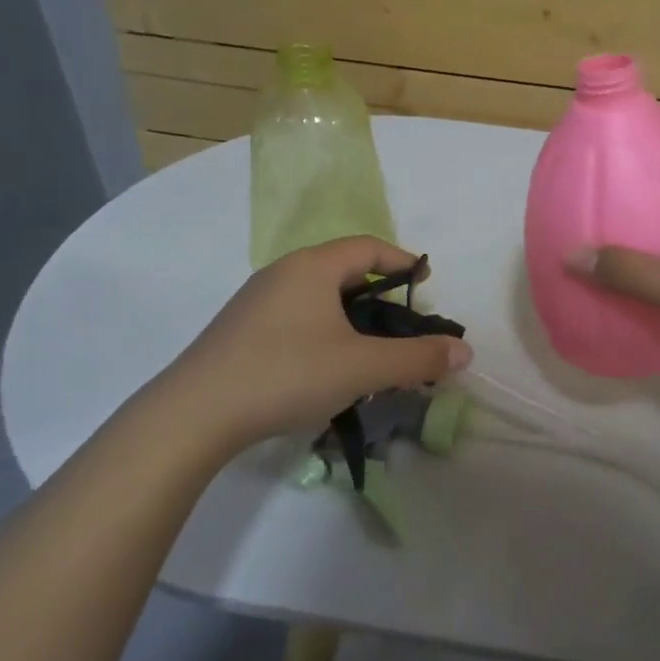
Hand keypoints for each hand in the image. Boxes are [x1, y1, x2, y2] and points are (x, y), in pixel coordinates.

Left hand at [170, 236, 472, 451]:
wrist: (195, 413)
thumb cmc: (288, 373)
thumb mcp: (363, 367)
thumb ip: (418, 358)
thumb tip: (464, 352)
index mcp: (313, 267)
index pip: (368, 247)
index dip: (403, 261)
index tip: (426, 283)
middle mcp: (283, 273)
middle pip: (343, 271)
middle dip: (379, 294)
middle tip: (402, 325)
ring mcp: (255, 301)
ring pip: (317, 298)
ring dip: (349, 317)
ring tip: (368, 352)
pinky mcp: (239, 331)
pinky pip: (294, 318)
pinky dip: (321, 332)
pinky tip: (324, 369)